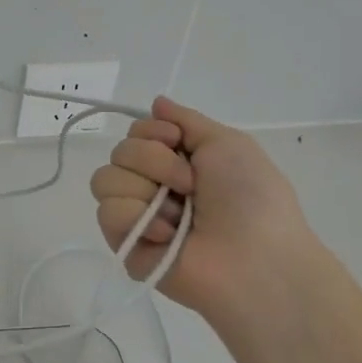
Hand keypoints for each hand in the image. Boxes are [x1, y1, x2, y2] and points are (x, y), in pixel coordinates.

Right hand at [89, 95, 317, 320]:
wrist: (256, 260)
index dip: (153, 132)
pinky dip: (138, 219)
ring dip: (145, 190)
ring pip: (105, 179)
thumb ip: (187, 120)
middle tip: (189, 186)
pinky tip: (167, 235)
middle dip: (154, 162)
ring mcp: (137, 216)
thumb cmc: (251, 198)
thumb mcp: (228, 143)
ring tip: (178, 216)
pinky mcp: (124, 244)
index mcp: (178, 161)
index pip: (136, 131)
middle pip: (119, 151)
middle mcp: (153, 185)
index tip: (178, 143)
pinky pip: (107, 212)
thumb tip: (156, 102)